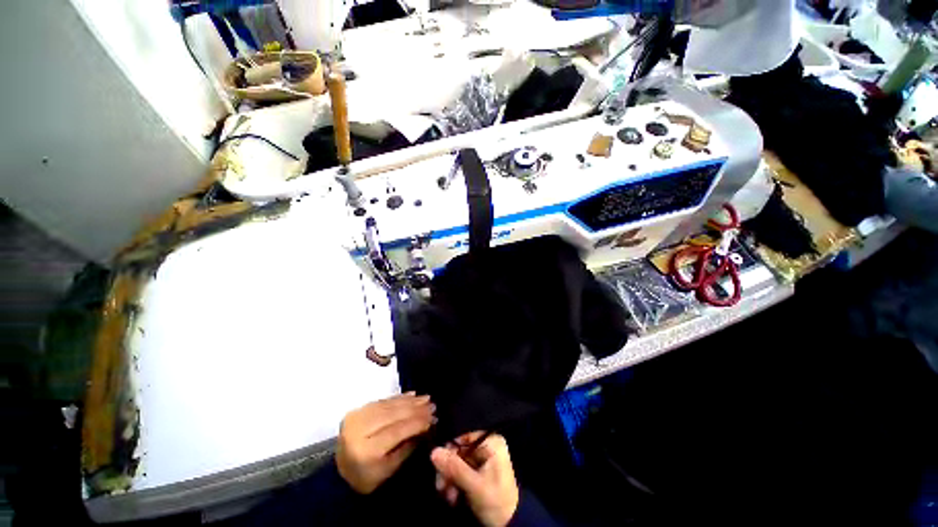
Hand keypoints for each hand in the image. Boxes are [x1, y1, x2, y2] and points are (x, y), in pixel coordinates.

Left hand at [336, 392, 434, 493]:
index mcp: (365, 450)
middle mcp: (359, 430)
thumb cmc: (366, 477)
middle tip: (432, 404)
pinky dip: (398, 398)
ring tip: (426, 398)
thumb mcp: (388, 471)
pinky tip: (411, 395)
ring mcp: (356, 417)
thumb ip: (407, 448)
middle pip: (393, 415)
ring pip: (388, 405)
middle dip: (415, 409)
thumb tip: (426, 427)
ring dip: (409, 401)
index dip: (416, 423)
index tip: (433, 417)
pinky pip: (382, 401)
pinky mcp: (357, 410)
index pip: (396, 431)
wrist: (337, 472)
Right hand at [431, 432, 519, 526]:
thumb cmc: (496, 502)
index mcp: (491, 442)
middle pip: (459, 452)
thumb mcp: (475, 485)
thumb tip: (434, 451)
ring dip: (449, 480)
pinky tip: (452, 498)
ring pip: (457, 464)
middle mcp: (487, 446)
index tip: (438, 470)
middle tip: (441, 488)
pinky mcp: (479, 473)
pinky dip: (455, 485)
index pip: (463, 439)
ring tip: (448, 497)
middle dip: (448, 471)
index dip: (449, 453)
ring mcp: (483, 460)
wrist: (512, 525)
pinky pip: (461, 473)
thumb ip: (455, 468)